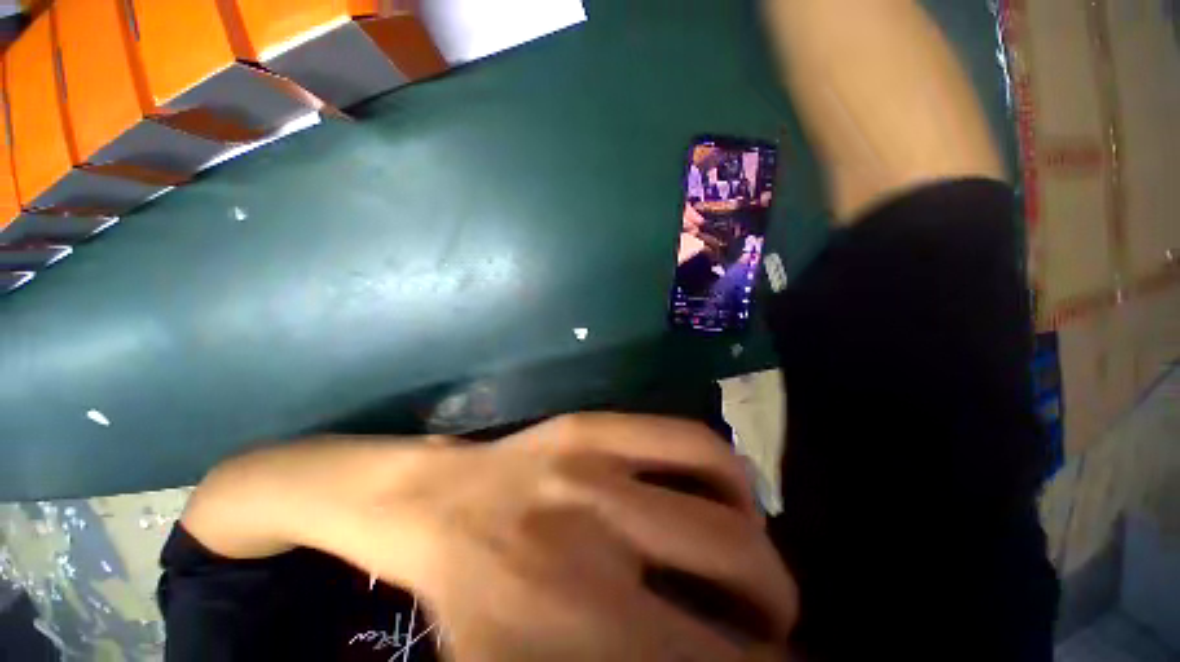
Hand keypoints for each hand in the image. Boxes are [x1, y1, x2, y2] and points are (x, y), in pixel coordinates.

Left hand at [182, 414, 798, 659]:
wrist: (435, 504)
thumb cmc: (474, 601)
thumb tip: (706, 658)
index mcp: (570, 628)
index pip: (706, 657)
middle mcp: (593, 537)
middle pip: (734, 567)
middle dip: (773, 605)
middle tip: (769, 622)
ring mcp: (595, 464)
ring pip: (723, 500)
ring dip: (758, 542)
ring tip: (753, 557)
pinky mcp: (594, 424)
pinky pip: (690, 439)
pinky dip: (728, 471)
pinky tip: (727, 493)